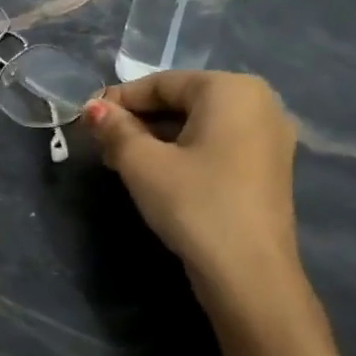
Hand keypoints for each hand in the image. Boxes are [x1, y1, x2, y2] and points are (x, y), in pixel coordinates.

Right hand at [82, 70, 300, 297]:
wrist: (248, 273)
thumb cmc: (194, 203)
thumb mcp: (142, 163)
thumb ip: (115, 129)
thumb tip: (93, 108)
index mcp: (231, 89)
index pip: (161, 83)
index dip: (119, 100)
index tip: (86, 119)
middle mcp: (259, 103)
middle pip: (182, 101)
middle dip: (138, 120)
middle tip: (101, 144)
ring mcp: (269, 137)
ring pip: (198, 125)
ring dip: (157, 138)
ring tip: (120, 161)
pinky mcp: (267, 168)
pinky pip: (216, 145)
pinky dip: (183, 152)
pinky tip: (156, 174)